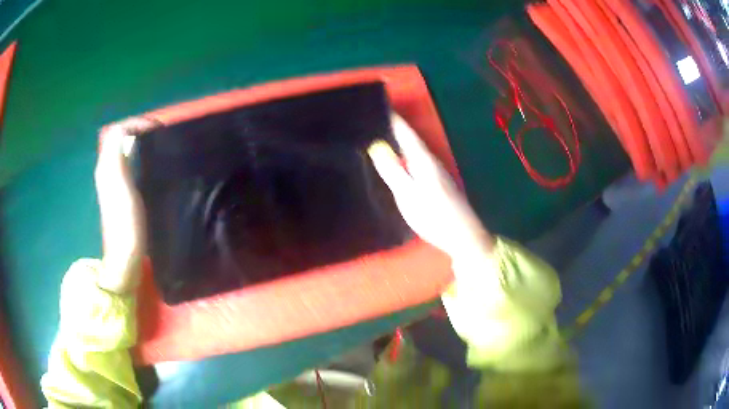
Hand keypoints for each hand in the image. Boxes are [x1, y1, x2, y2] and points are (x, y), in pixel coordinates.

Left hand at [94, 117, 156, 293]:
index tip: (157, 128)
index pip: (118, 132)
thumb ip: (116, 155)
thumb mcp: (119, 185)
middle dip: (139, 132)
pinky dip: (140, 158)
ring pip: (125, 152)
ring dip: (140, 144)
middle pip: (121, 140)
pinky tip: (152, 166)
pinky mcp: (122, 194)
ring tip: (159, 146)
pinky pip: (129, 165)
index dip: (136, 124)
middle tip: (160, 135)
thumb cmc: (125, 223)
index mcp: (107, 166)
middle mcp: (108, 170)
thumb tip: (124, 129)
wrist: (124, 258)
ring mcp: (114, 183)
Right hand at [367, 114, 493, 262]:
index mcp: (423, 159)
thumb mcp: (408, 195)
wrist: (463, 236)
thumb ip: (392, 171)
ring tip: (374, 138)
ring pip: (411, 149)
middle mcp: (430, 160)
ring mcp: (434, 171)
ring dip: (395, 142)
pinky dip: (402, 156)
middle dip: (390, 128)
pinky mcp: (435, 182)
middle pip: (408, 138)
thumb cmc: (435, 216)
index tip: (375, 106)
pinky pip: (414, 161)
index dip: (391, 118)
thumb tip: (375, 145)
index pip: (405, 132)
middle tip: (367, 122)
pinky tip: (393, 162)